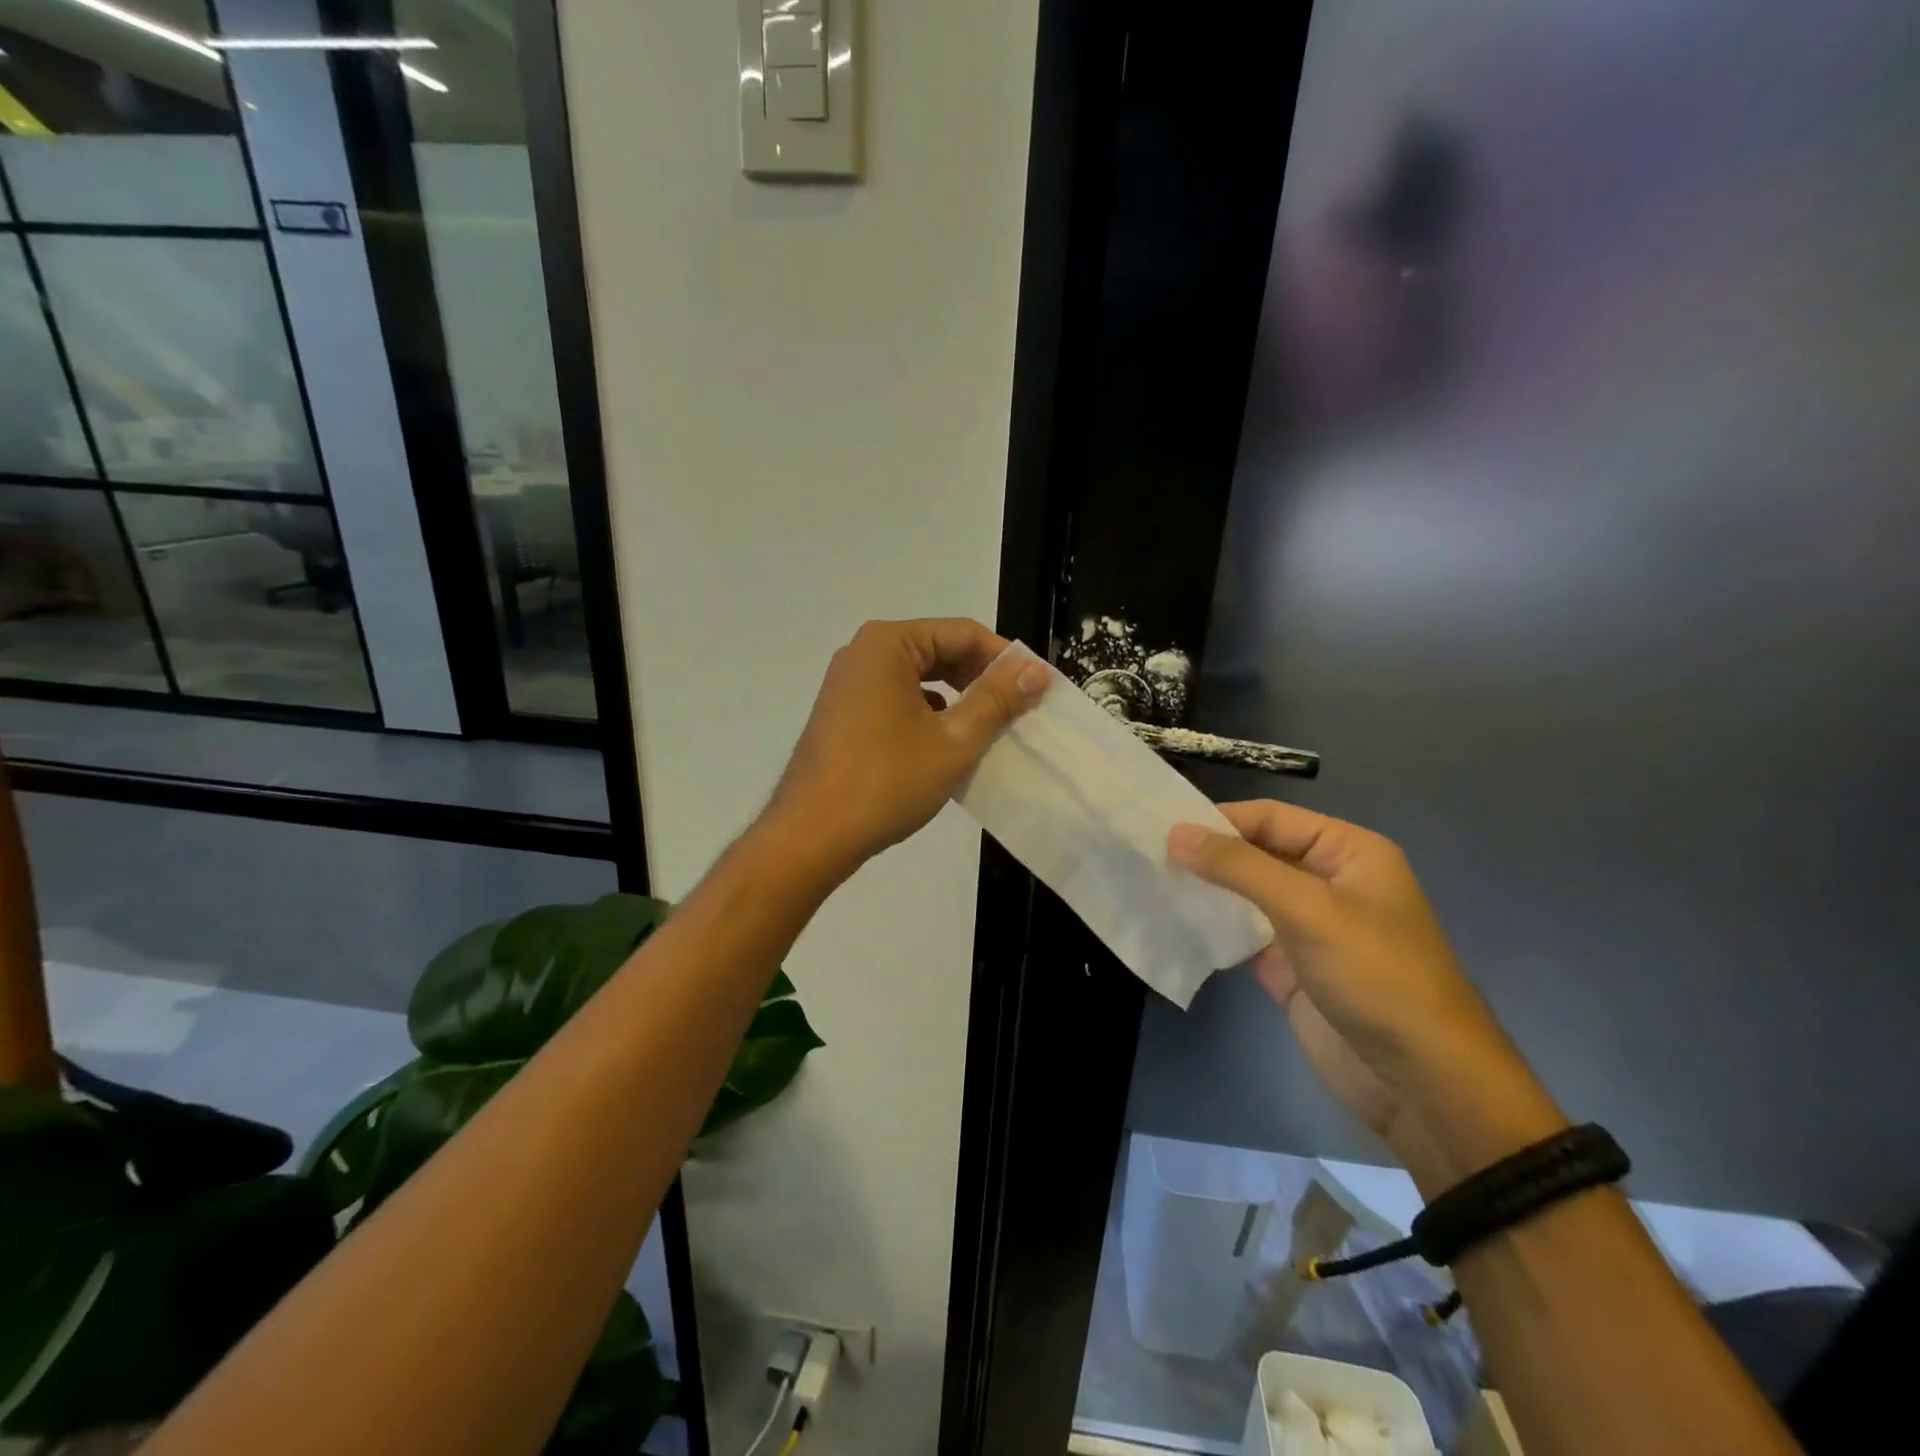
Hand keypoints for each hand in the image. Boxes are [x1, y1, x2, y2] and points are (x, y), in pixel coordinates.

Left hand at [766, 619, 1047, 876]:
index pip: (963, 634)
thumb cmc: (886, 783)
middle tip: (1018, 712)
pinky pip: (898, 700)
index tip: (1038, 689)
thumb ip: (997, 699)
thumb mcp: (954, 740)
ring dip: (957, 700)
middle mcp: (864, 653)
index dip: (1005, 660)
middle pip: (939, 651)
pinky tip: (946, 747)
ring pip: (920, 678)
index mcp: (888, 644)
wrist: (811, 836)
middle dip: (981, 679)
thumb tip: (1035, 670)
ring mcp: (849, 684)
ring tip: (989, 731)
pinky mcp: (844, 713)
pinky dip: (928, 716)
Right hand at [1169, 802, 1564, 1191]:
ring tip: (1150, 883)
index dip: (1219, 820)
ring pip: (1246, 896)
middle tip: (1147, 855)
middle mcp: (1327, 882)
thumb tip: (1176, 832)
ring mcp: (1308, 928)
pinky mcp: (1291, 968)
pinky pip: (1243, 937)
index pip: (1271, 819)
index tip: (1162, 828)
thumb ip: (1239, 867)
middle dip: (1208, 855)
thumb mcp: (1307, 909)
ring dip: (1206, 891)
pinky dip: (1213, 929)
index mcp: (1347, 852)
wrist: (1421, 1082)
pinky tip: (1173, 923)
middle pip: (1256, 854)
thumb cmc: (1375, 976)